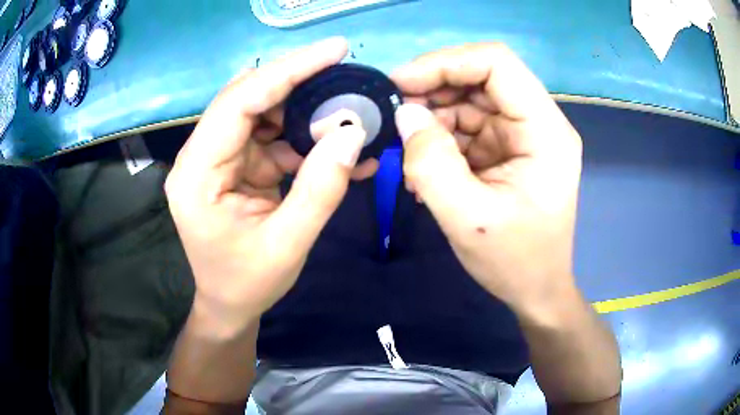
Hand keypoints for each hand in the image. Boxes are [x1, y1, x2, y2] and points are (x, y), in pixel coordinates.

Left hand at [165, 37, 373, 337]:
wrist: (229, 304)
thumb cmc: (248, 283)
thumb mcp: (289, 244)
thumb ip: (320, 188)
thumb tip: (353, 132)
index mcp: (197, 174)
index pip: (239, 102)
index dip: (287, 70)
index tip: (334, 50)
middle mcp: (201, 156)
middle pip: (249, 98)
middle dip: (300, 85)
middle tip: (346, 80)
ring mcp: (217, 158)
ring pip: (263, 113)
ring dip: (307, 113)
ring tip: (349, 119)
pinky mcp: (235, 165)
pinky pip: (271, 137)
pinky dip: (304, 138)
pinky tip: (337, 147)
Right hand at [392, 43, 582, 316]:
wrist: (535, 290)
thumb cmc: (514, 262)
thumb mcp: (468, 219)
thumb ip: (431, 164)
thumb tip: (406, 114)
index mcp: (545, 131)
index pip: (498, 64)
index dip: (447, 63)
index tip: (402, 83)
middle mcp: (538, 123)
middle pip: (482, 77)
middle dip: (434, 89)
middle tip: (395, 114)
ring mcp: (522, 135)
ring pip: (470, 100)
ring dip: (433, 116)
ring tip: (407, 150)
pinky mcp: (507, 149)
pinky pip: (468, 126)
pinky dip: (440, 137)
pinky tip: (422, 164)